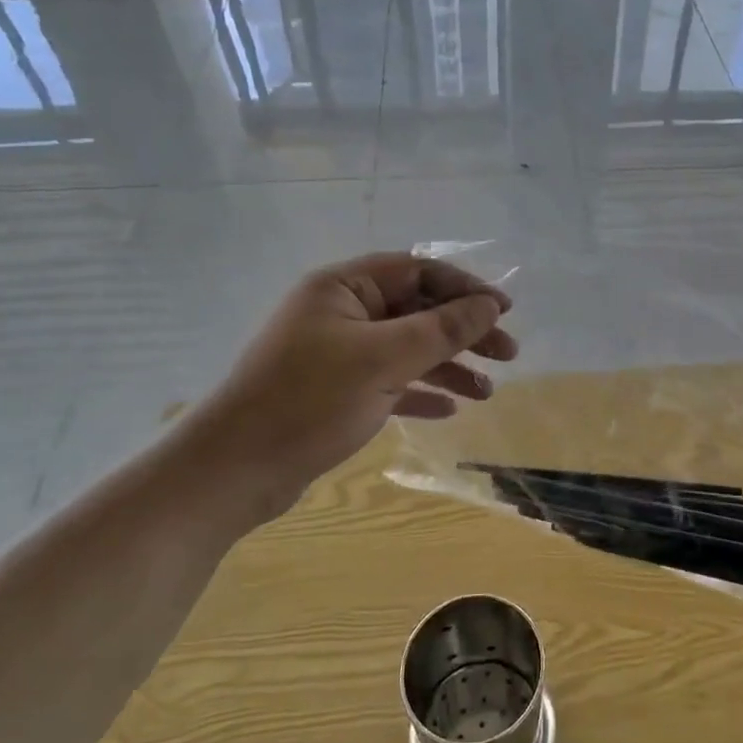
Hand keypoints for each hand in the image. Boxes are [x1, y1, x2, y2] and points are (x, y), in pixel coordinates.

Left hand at [172, 253, 517, 528]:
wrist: (234, 471)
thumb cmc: (309, 401)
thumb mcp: (383, 360)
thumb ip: (442, 329)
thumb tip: (490, 304)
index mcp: (344, 287)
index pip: (417, 271)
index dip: (465, 287)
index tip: (505, 310)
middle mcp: (342, 313)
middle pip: (417, 310)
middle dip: (464, 331)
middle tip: (508, 354)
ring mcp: (338, 354)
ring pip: (407, 349)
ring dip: (449, 366)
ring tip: (487, 392)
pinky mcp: (336, 392)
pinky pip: (390, 382)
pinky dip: (420, 391)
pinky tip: (449, 408)